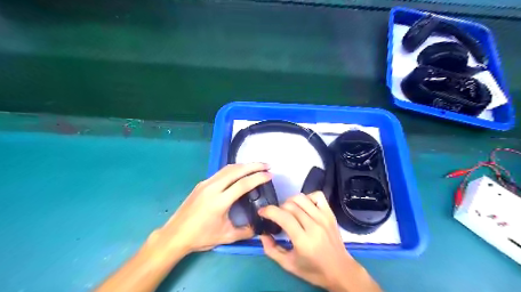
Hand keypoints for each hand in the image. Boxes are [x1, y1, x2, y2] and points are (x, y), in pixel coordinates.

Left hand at [151, 163, 269, 253]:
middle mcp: (213, 188)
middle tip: (267, 165)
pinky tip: (240, 172)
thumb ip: (245, 232)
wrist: (175, 235)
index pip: (243, 184)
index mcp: (219, 201)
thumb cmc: (200, 237)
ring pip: (228, 169)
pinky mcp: (201, 184)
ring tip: (256, 166)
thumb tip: (259, 227)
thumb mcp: (226, 237)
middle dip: (254, 165)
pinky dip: (234, 169)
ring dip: (244, 165)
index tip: (270, 175)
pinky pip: (221, 172)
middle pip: (236, 171)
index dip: (258, 178)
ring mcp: (206, 184)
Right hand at [258, 191, 380, 291]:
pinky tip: (304, 207)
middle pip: (290, 205)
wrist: (341, 270)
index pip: (283, 217)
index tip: (262, 212)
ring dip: (290, 202)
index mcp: (303, 240)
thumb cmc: (313, 270)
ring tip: (288, 211)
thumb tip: (262, 233)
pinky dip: (307, 197)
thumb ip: (271, 249)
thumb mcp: (288, 265)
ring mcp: (324, 217)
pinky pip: (317, 195)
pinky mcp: (330, 214)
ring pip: (301, 198)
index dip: (269, 211)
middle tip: (276, 217)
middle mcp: (314, 226)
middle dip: (278, 208)